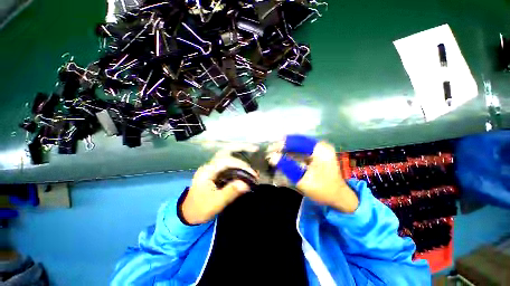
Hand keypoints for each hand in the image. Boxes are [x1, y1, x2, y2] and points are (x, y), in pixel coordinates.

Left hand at [182, 149, 258, 224]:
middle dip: (241, 149)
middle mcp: (210, 166)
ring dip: (240, 155)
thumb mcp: (216, 203)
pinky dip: (238, 164)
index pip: (226, 161)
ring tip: (253, 156)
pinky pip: (228, 164)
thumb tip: (247, 184)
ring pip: (227, 156)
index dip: (241, 165)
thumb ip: (231, 192)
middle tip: (255, 149)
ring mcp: (212, 168)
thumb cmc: (200, 209)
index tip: (252, 173)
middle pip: (226, 152)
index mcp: (207, 171)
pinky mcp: (216, 172)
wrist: (189, 214)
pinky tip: (245, 168)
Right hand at [267, 135, 358, 212]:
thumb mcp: (304, 180)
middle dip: (283, 146)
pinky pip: (300, 150)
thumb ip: (288, 167)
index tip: (270, 149)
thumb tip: (272, 157)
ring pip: (297, 145)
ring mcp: (318, 149)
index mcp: (320, 149)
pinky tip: (283, 158)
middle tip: (270, 152)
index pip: (297, 141)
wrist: (339, 197)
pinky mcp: (316, 154)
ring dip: (286, 150)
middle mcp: (320, 145)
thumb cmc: (324, 190)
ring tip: (274, 155)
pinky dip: (291, 154)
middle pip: (297, 141)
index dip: (283, 143)